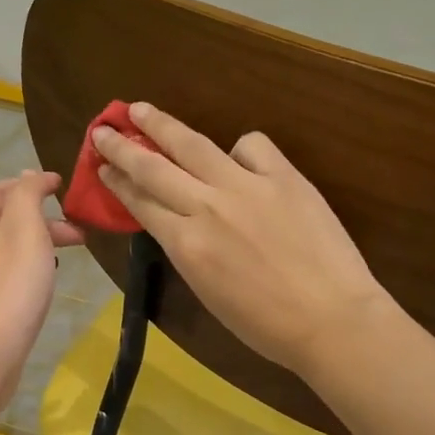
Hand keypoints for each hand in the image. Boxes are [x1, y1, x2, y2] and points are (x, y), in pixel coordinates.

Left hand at [0, 171, 84, 412]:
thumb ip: (27, 196)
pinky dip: (27, 268)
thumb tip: (29, 174)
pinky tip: (42, 286)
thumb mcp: (25, 230)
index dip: (29, 183)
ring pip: (6, 249)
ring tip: (67, 258)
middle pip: (3, 219)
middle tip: (78, 233)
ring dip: (37, 245)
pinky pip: (4, 275)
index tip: (62, 188)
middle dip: (41, 218)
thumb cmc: (10, 288)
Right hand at [93, 103, 391, 377]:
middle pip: (153, 167)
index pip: (141, 202)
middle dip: (122, 146)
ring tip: (141, 109)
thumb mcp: (208, 292)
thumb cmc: (266, 325)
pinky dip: (240, 148)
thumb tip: (178, 220)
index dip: (117, 181)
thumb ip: (188, 249)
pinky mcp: (284, 177)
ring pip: (192, 144)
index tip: (101, 166)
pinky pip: (252, 146)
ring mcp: (246, 186)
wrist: (332, 320)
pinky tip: (241, 157)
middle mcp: (206, 207)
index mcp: (185, 245)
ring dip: (161, 124)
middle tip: (102, 130)